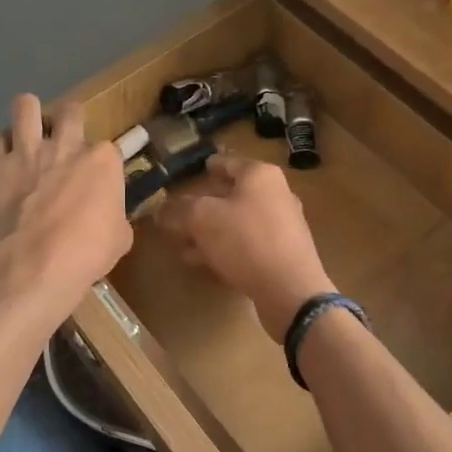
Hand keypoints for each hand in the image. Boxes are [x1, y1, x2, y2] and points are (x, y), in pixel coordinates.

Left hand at [0, 95, 130, 323]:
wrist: (32, 265)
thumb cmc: (85, 255)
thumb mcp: (119, 239)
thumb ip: (115, 217)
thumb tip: (109, 217)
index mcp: (102, 161)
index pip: (108, 148)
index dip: (101, 163)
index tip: (95, 180)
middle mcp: (66, 146)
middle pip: (71, 111)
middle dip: (68, 121)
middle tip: (63, 141)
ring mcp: (27, 151)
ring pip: (26, 106)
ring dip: (29, 116)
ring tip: (28, 132)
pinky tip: (1, 162)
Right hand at [155, 153, 335, 342]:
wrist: (290, 289)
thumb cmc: (245, 240)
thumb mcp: (201, 219)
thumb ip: (179, 210)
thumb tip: (161, 209)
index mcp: (260, 175)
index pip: (227, 162)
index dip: (207, 166)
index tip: (193, 171)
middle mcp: (276, 194)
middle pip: (233, 195)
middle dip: (204, 206)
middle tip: (181, 213)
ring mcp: (283, 225)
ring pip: (238, 222)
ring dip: (211, 232)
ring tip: (184, 245)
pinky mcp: (283, 254)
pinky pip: (247, 244)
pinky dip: (225, 249)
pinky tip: (204, 262)